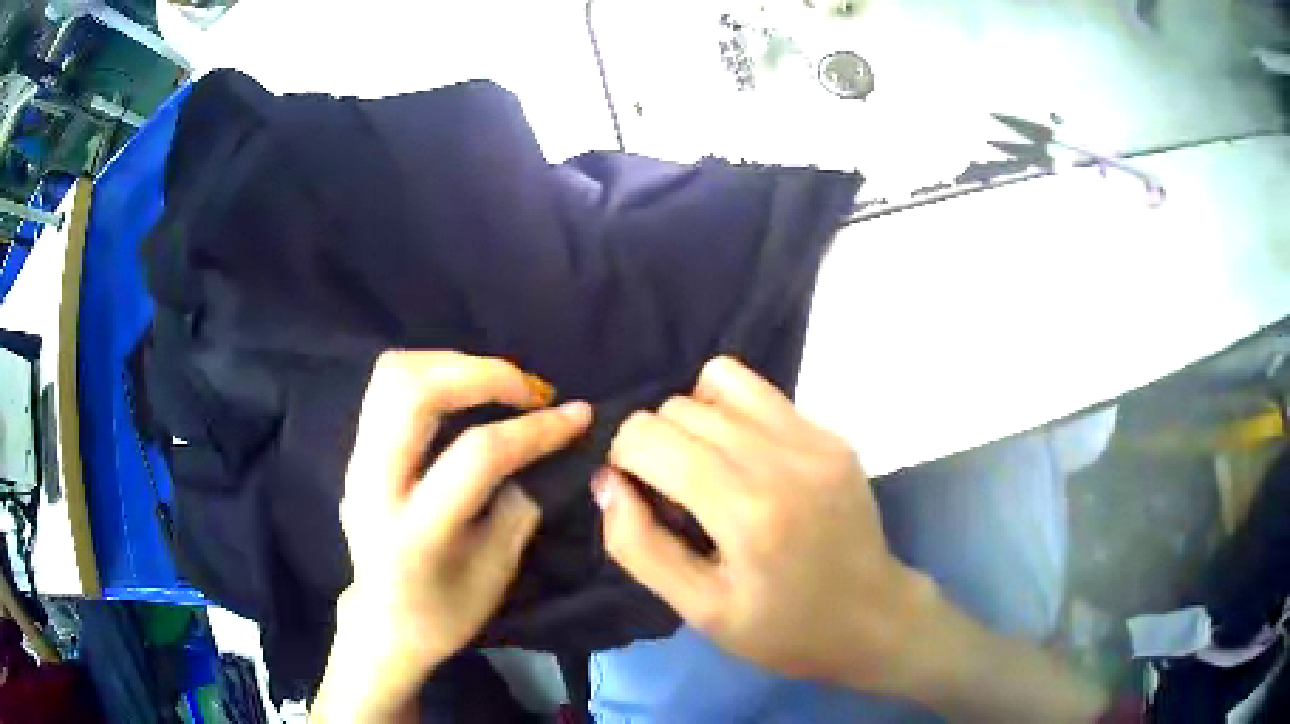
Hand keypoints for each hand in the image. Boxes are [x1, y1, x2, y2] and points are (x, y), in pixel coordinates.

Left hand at [313, 350, 591, 722]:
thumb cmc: (444, 613)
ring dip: (454, 364)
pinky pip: (388, 386)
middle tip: (530, 391)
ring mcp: (355, 462)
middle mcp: (373, 485)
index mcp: (415, 532)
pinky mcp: (354, 451)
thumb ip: (520, 505)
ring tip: (499, 386)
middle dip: (483, 373)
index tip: (578, 415)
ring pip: (394, 374)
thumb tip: (550, 449)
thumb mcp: (496, 572)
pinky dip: (432, 373)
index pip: (476, 455)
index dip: (535, 429)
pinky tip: (465, 395)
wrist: (381, 624)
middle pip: (414, 391)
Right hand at [596, 356, 935, 694]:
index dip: (624, 459)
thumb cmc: (782, 629)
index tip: (638, 497)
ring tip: (706, 466)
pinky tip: (746, 461)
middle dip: (656, 442)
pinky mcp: (832, 435)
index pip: (648, 437)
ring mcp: (815, 439)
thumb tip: (608, 482)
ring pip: (720, 381)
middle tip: (673, 493)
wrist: (872, 617)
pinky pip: (762, 395)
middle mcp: (781, 458)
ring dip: (695, 418)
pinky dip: (735, 415)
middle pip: (679, 407)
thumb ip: (639, 546)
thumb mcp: (699, 610)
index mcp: (744, 510)